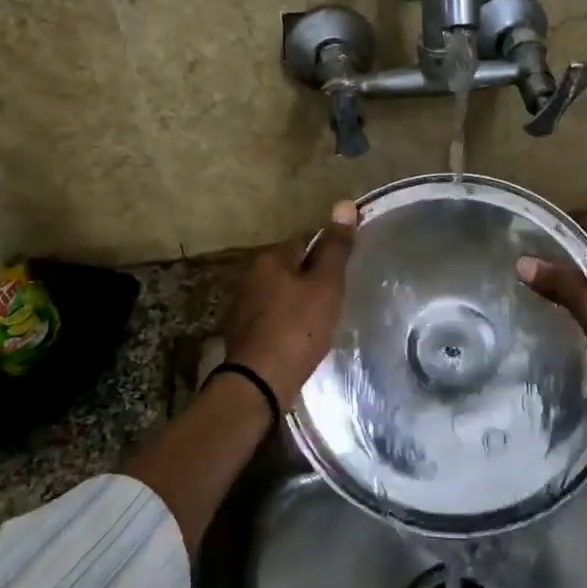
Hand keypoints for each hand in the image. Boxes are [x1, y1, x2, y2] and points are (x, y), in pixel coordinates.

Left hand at [223, 200, 358, 400]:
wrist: (260, 383)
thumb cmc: (298, 328)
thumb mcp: (326, 285)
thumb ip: (336, 247)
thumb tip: (344, 204)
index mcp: (270, 259)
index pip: (304, 240)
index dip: (327, 250)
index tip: (345, 267)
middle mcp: (249, 276)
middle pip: (289, 266)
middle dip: (311, 276)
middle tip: (337, 294)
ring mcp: (241, 306)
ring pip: (279, 292)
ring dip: (297, 299)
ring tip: (323, 316)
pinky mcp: (241, 333)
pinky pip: (271, 316)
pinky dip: (286, 320)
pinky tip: (301, 336)